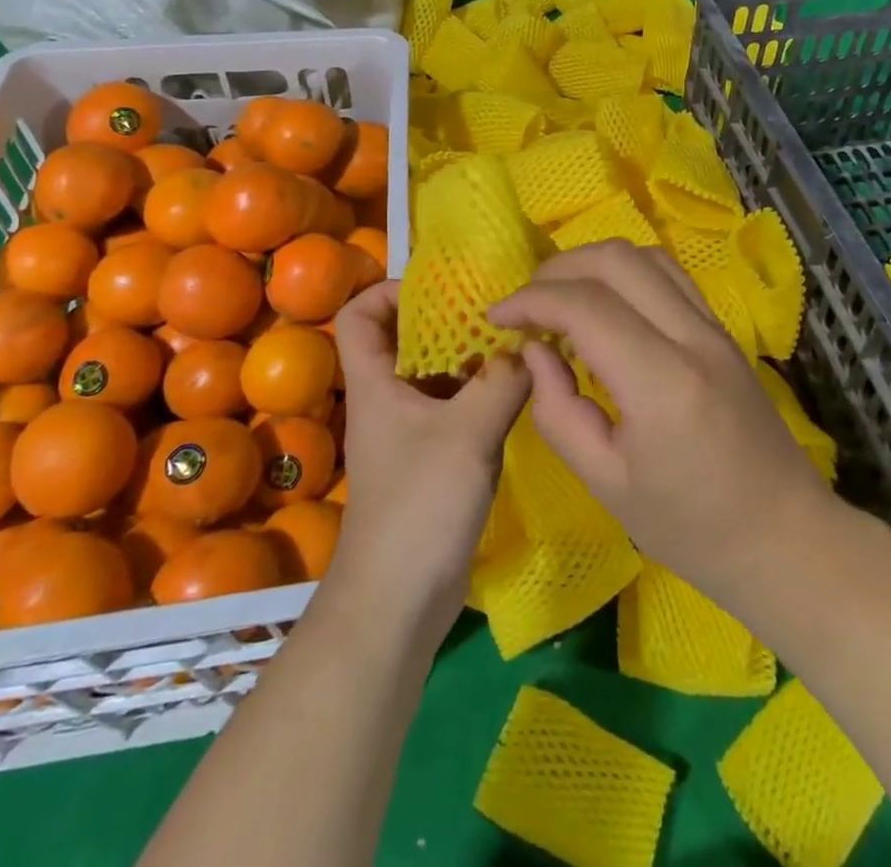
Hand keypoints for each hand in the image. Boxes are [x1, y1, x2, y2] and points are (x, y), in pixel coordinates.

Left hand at [330, 282, 531, 645]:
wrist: (398, 601)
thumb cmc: (418, 506)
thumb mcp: (467, 434)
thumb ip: (502, 382)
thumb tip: (531, 347)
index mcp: (376, 384)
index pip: (360, 315)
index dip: (390, 291)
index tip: (441, 288)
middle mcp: (390, 399)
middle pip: (407, 339)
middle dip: (449, 319)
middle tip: (498, 308)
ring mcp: (412, 430)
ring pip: (438, 375)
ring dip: (473, 357)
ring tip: (519, 342)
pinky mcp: (435, 458)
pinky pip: (458, 408)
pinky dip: (485, 392)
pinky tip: (522, 391)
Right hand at [487, 242, 830, 600]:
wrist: (784, 535)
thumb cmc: (691, 528)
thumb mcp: (606, 484)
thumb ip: (557, 412)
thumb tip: (533, 352)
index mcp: (662, 382)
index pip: (586, 306)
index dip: (531, 301)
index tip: (496, 318)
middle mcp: (692, 337)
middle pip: (616, 260)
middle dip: (557, 270)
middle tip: (525, 305)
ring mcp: (714, 327)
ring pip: (645, 255)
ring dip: (591, 262)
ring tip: (558, 297)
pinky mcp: (723, 329)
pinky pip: (669, 274)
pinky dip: (625, 271)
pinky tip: (604, 302)